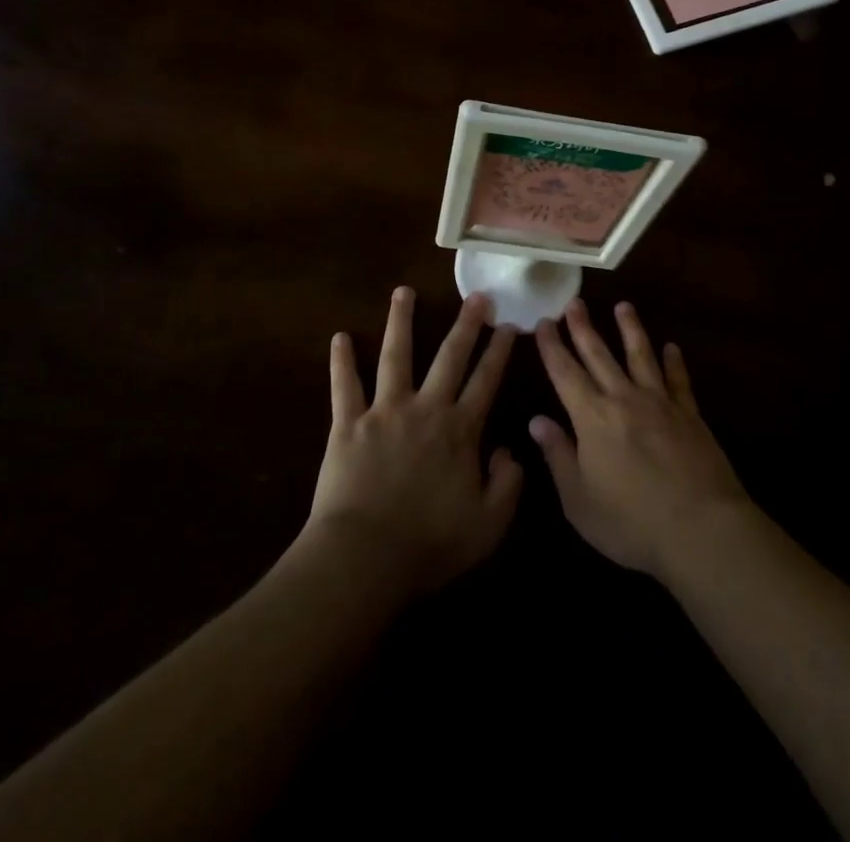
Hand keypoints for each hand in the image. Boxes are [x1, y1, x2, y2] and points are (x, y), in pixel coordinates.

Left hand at [304, 287, 522, 597]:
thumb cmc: (429, 544)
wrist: (364, 558)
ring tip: (404, 291)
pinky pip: (344, 386)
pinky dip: (341, 361)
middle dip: (466, 324)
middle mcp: (425, 408)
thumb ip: (508, 484)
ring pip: (396, 355)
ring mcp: (384, 411)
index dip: (500, 352)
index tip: (510, 325)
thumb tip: (509, 450)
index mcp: (460, 430)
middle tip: (476, 296)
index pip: (486, 381)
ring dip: (401, 321)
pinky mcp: (347, 424)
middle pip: (449, 357)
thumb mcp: (489, 524)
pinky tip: (339, 336)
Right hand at [530, 300, 750, 579]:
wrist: (700, 528)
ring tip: (624, 306)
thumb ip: (558, 456)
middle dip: (583, 327)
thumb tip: (536, 420)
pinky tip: (672, 347)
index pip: (565, 373)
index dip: (552, 347)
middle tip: (574, 301)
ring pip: (640, 355)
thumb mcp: (579, 500)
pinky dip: (674, 361)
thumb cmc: (631, 522)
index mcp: (591, 418)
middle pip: (599, 354)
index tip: (542, 322)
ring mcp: (660, 402)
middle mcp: (623, 399)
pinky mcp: (689, 413)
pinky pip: (678, 379)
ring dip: (630, 329)